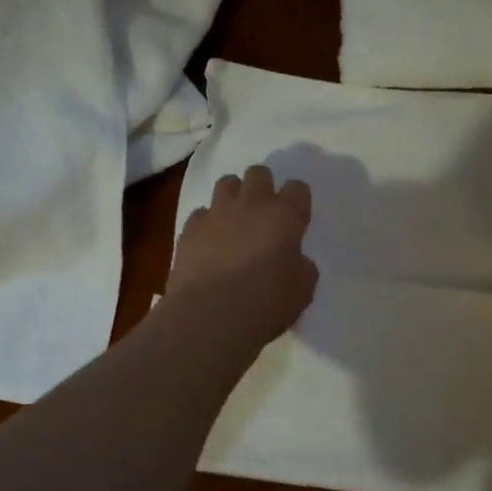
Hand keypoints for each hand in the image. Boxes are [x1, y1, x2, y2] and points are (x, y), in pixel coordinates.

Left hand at [168, 165, 317, 346]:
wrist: (209, 316)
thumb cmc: (265, 304)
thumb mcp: (302, 291)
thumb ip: (302, 267)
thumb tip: (294, 260)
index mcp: (284, 217)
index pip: (297, 188)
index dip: (297, 201)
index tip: (296, 220)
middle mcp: (251, 205)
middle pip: (259, 174)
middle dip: (263, 187)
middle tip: (264, 214)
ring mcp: (216, 213)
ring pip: (227, 183)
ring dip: (234, 197)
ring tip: (235, 221)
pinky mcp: (189, 228)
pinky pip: (201, 213)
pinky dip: (207, 223)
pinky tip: (209, 243)